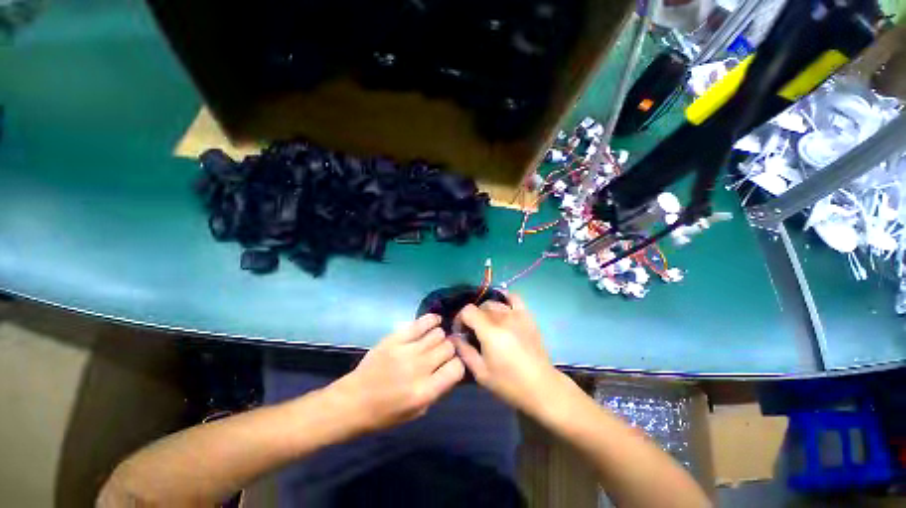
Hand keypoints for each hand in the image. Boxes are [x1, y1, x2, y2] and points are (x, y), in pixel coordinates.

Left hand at [331, 314, 464, 433]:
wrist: (353, 401)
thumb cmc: (386, 413)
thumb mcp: (417, 412)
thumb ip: (438, 390)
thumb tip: (452, 368)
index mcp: (425, 391)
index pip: (457, 368)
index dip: (457, 365)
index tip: (452, 365)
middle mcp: (419, 368)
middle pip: (448, 348)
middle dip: (449, 350)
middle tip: (442, 353)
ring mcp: (406, 350)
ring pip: (437, 334)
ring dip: (440, 337)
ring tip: (435, 340)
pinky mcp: (395, 338)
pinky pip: (421, 323)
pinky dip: (431, 320)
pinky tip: (434, 322)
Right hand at [454, 294, 561, 414]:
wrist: (541, 386)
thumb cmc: (509, 383)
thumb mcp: (480, 373)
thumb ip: (464, 351)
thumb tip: (453, 337)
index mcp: (490, 331)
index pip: (468, 310)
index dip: (460, 319)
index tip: (461, 332)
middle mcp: (503, 318)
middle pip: (480, 306)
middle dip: (472, 317)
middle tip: (474, 333)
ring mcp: (517, 314)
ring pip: (494, 303)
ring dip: (486, 312)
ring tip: (488, 326)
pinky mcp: (527, 316)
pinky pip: (514, 298)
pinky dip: (505, 299)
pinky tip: (502, 309)